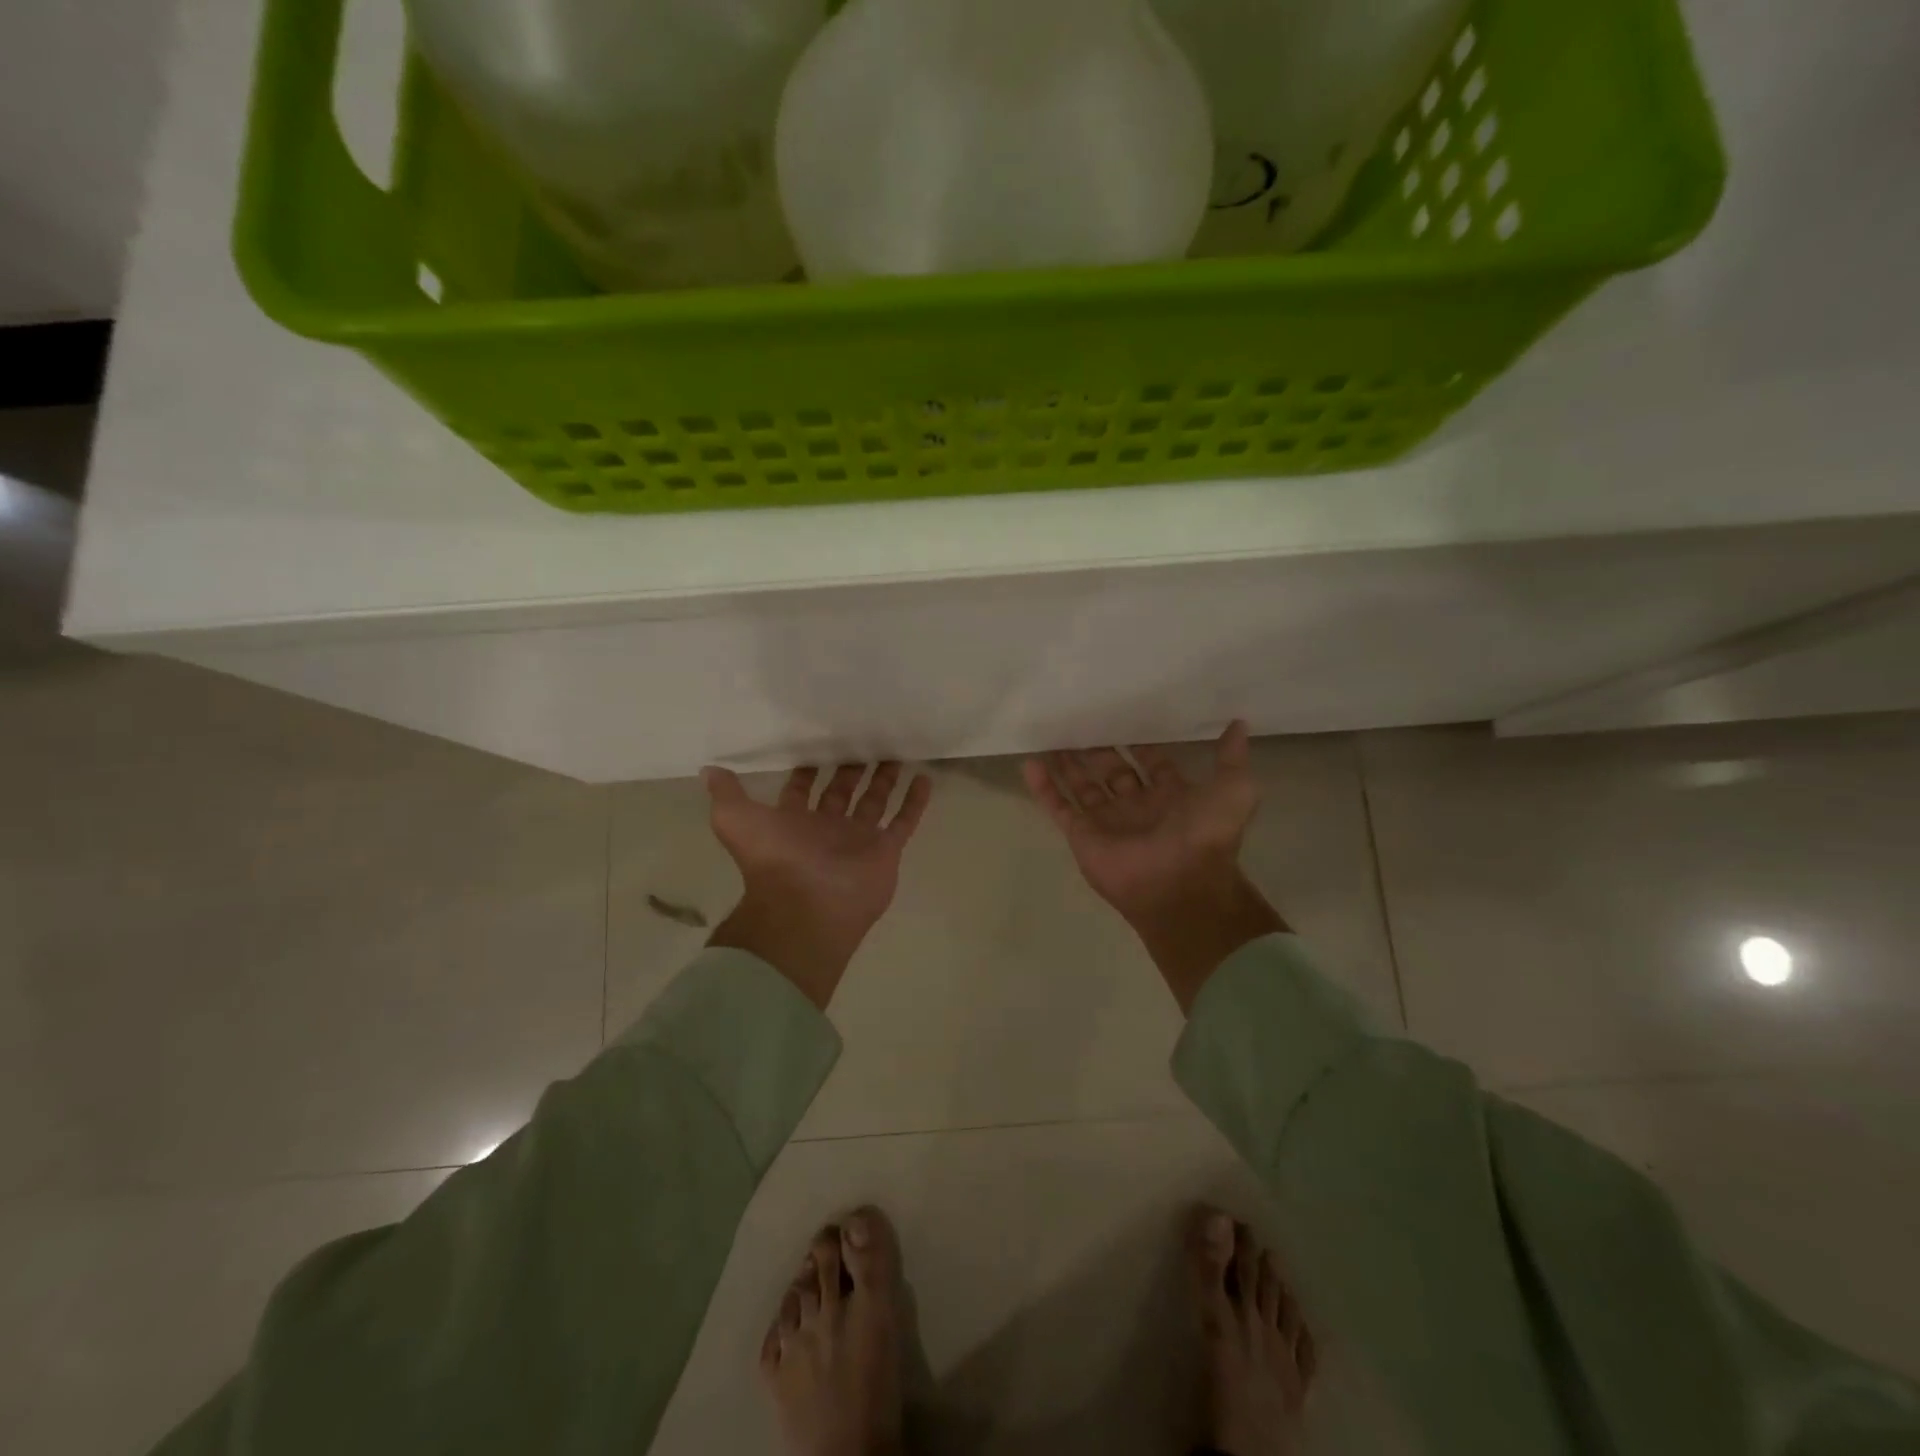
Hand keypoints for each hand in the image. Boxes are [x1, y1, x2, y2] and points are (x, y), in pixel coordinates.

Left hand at [702, 762, 932, 1009]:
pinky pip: (904, 822)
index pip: (803, 790)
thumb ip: (726, 795)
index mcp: (794, 822)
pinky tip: (924, 778)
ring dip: (885, 780)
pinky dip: (915, 802)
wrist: (808, 906)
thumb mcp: (735, 820)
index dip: (809, 770)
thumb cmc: (774, 860)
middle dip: (851, 769)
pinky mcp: (886, 850)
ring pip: (875, 802)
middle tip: (864, 739)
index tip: (820, 743)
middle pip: (842, 792)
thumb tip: (709, 770)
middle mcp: (827, 829)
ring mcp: (859, 840)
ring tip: (896, 753)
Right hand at [1023, 722, 1285, 1011]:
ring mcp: (1106, 821)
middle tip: (1080, 722)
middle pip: (1112, 771)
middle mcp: (1136, 806)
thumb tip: (1239, 724)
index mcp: (1170, 796)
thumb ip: (1232, 757)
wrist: (1178, 884)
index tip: (1124, 717)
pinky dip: (1043, 787)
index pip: (1152, 763)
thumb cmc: (1205, 835)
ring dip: (1068, 764)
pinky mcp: (1081, 835)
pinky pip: (1058, 807)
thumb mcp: (1234, 789)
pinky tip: (1031, 762)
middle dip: (1098, 750)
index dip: (1141, 744)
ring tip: (1052, 737)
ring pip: (1082, 786)